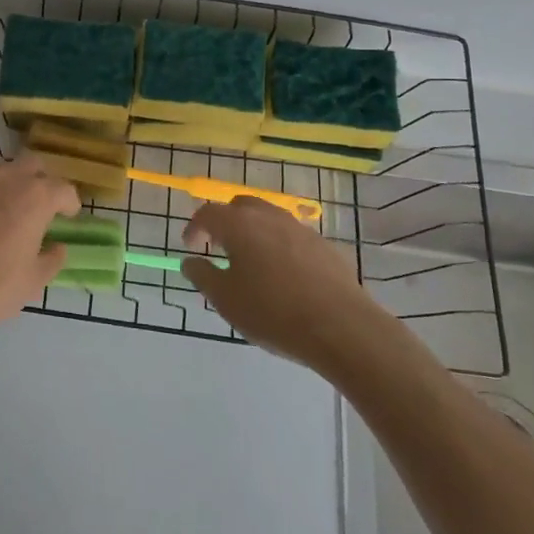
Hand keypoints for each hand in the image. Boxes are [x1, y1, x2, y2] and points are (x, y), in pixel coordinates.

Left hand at [0, 157, 80, 355]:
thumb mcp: (32, 282)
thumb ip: (52, 259)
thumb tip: (57, 247)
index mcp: (35, 197)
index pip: (64, 189)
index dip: (69, 203)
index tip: (68, 216)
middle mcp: (7, 177)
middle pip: (33, 165)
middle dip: (40, 182)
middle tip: (37, 207)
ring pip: (0, 168)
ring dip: (8, 183)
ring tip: (4, 208)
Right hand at [182, 197, 381, 368]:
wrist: (342, 327)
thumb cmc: (273, 312)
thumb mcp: (226, 300)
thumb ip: (202, 276)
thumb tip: (190, 261)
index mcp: (240, 225)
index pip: (208, 213)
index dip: (195, 227)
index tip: (190, 246)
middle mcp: (269, 217)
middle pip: (240, 206)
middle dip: (225, 222)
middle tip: (219, 247)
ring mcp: (301, 229)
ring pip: (269, 218)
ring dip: (254, 232)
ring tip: (251, 261)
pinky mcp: (325, 246)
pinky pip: (292, 237)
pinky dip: (279, 246)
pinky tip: (284, 275)